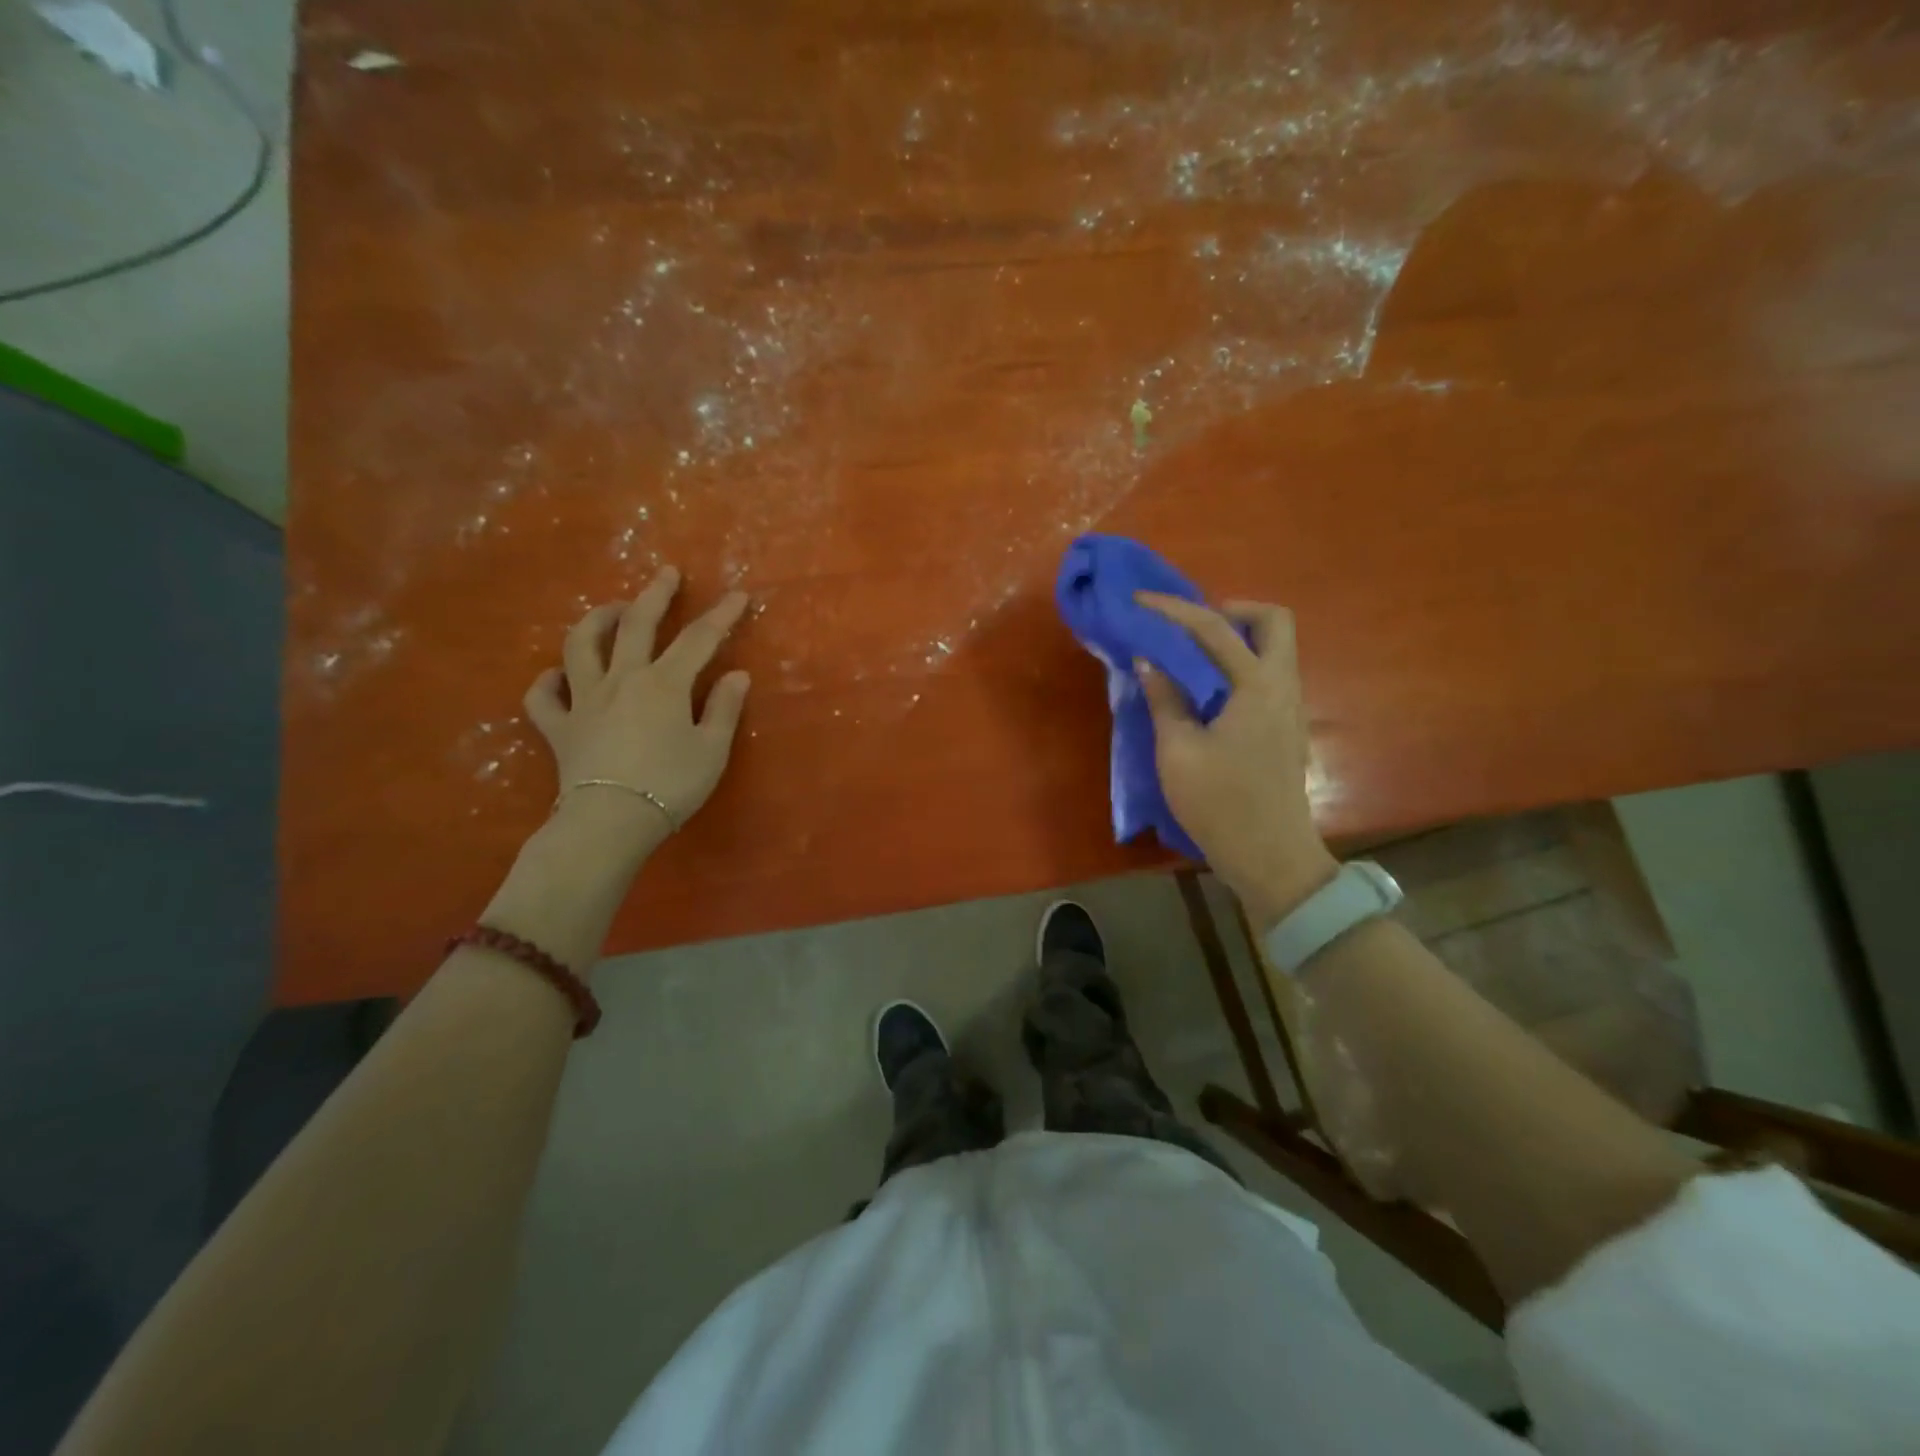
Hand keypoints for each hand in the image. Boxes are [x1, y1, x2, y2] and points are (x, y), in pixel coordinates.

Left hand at [523, 567, 750, 857]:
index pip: (699, 639)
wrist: (610, 821)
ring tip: (610, 611)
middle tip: (667, 574)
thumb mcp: (712, 750)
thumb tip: (736, 675)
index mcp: (664, 683)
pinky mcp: (559, 727)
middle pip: (636, 624)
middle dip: (655, 595)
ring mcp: (584, 700)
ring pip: (581, 646)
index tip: (738, 596)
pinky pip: (543, 696)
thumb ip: (724, 709)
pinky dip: (548, 682)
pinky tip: (559, 677)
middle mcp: (621, 679)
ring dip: (596, 621)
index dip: (721, 615)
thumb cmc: (670, 785)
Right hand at [1134, 593, 1335, 929]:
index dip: (1173, 609)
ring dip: (1235, 638)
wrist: (1270, 856)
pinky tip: (1206, 689)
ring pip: (1274, 648)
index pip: (1214, 628)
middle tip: (1188, 626)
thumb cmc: (1220, 803)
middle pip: (1273, 622)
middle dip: (1231, 611)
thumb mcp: (1179, 751)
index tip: (1139, 602)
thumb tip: (1150, 661)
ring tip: (1189, 655)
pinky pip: (1267, 675)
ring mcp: (1290, 708)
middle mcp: (1283, 686)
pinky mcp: (1285, 728)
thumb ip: (1165, 699)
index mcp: (1257, 686)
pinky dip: (1238, 665)